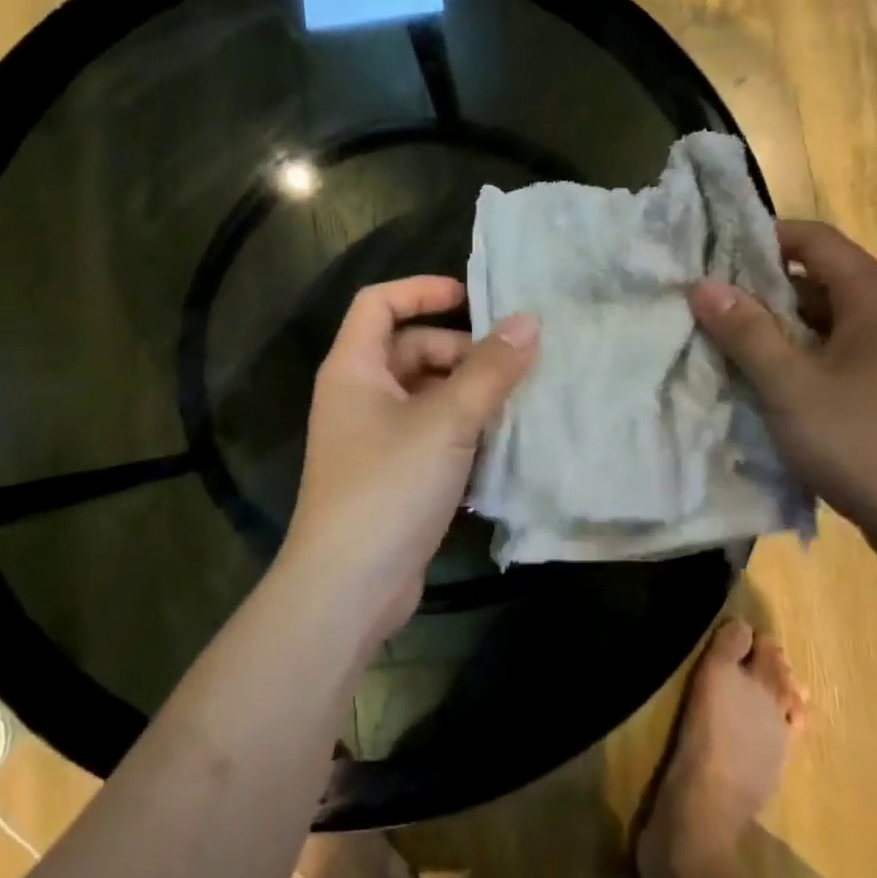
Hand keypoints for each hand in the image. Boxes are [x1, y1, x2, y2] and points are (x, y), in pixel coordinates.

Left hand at [284, 276, 538, 637]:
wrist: (348, 587)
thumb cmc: (389, 486)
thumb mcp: (447, 421)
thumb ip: (490, 370)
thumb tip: (529, 321)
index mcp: (354, 368)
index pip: (379, 303)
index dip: (422, 290)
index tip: (472, 297)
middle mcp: (358, 395)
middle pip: (410, 349)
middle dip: (460, 351)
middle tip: (511, 366)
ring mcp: (373, 438)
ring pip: (425, 394)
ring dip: (468, 393)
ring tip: (516, 402)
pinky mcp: (391, 474)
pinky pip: (430, 432)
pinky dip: (461, 429)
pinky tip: (501, 443)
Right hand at [690, 221, 876, 567]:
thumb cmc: (868, 443)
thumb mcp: (792, 386)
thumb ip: (746, 331)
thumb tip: (702, 284)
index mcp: (874, 296)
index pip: (812, 239)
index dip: (760, 239)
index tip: (709, 256)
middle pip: (815, 278)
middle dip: (758, 288)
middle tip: (703, 302)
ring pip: (822, 321)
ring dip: (774, 329)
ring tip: (719, 341)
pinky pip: (833, 355)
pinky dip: (796, 359)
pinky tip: (759, 381)